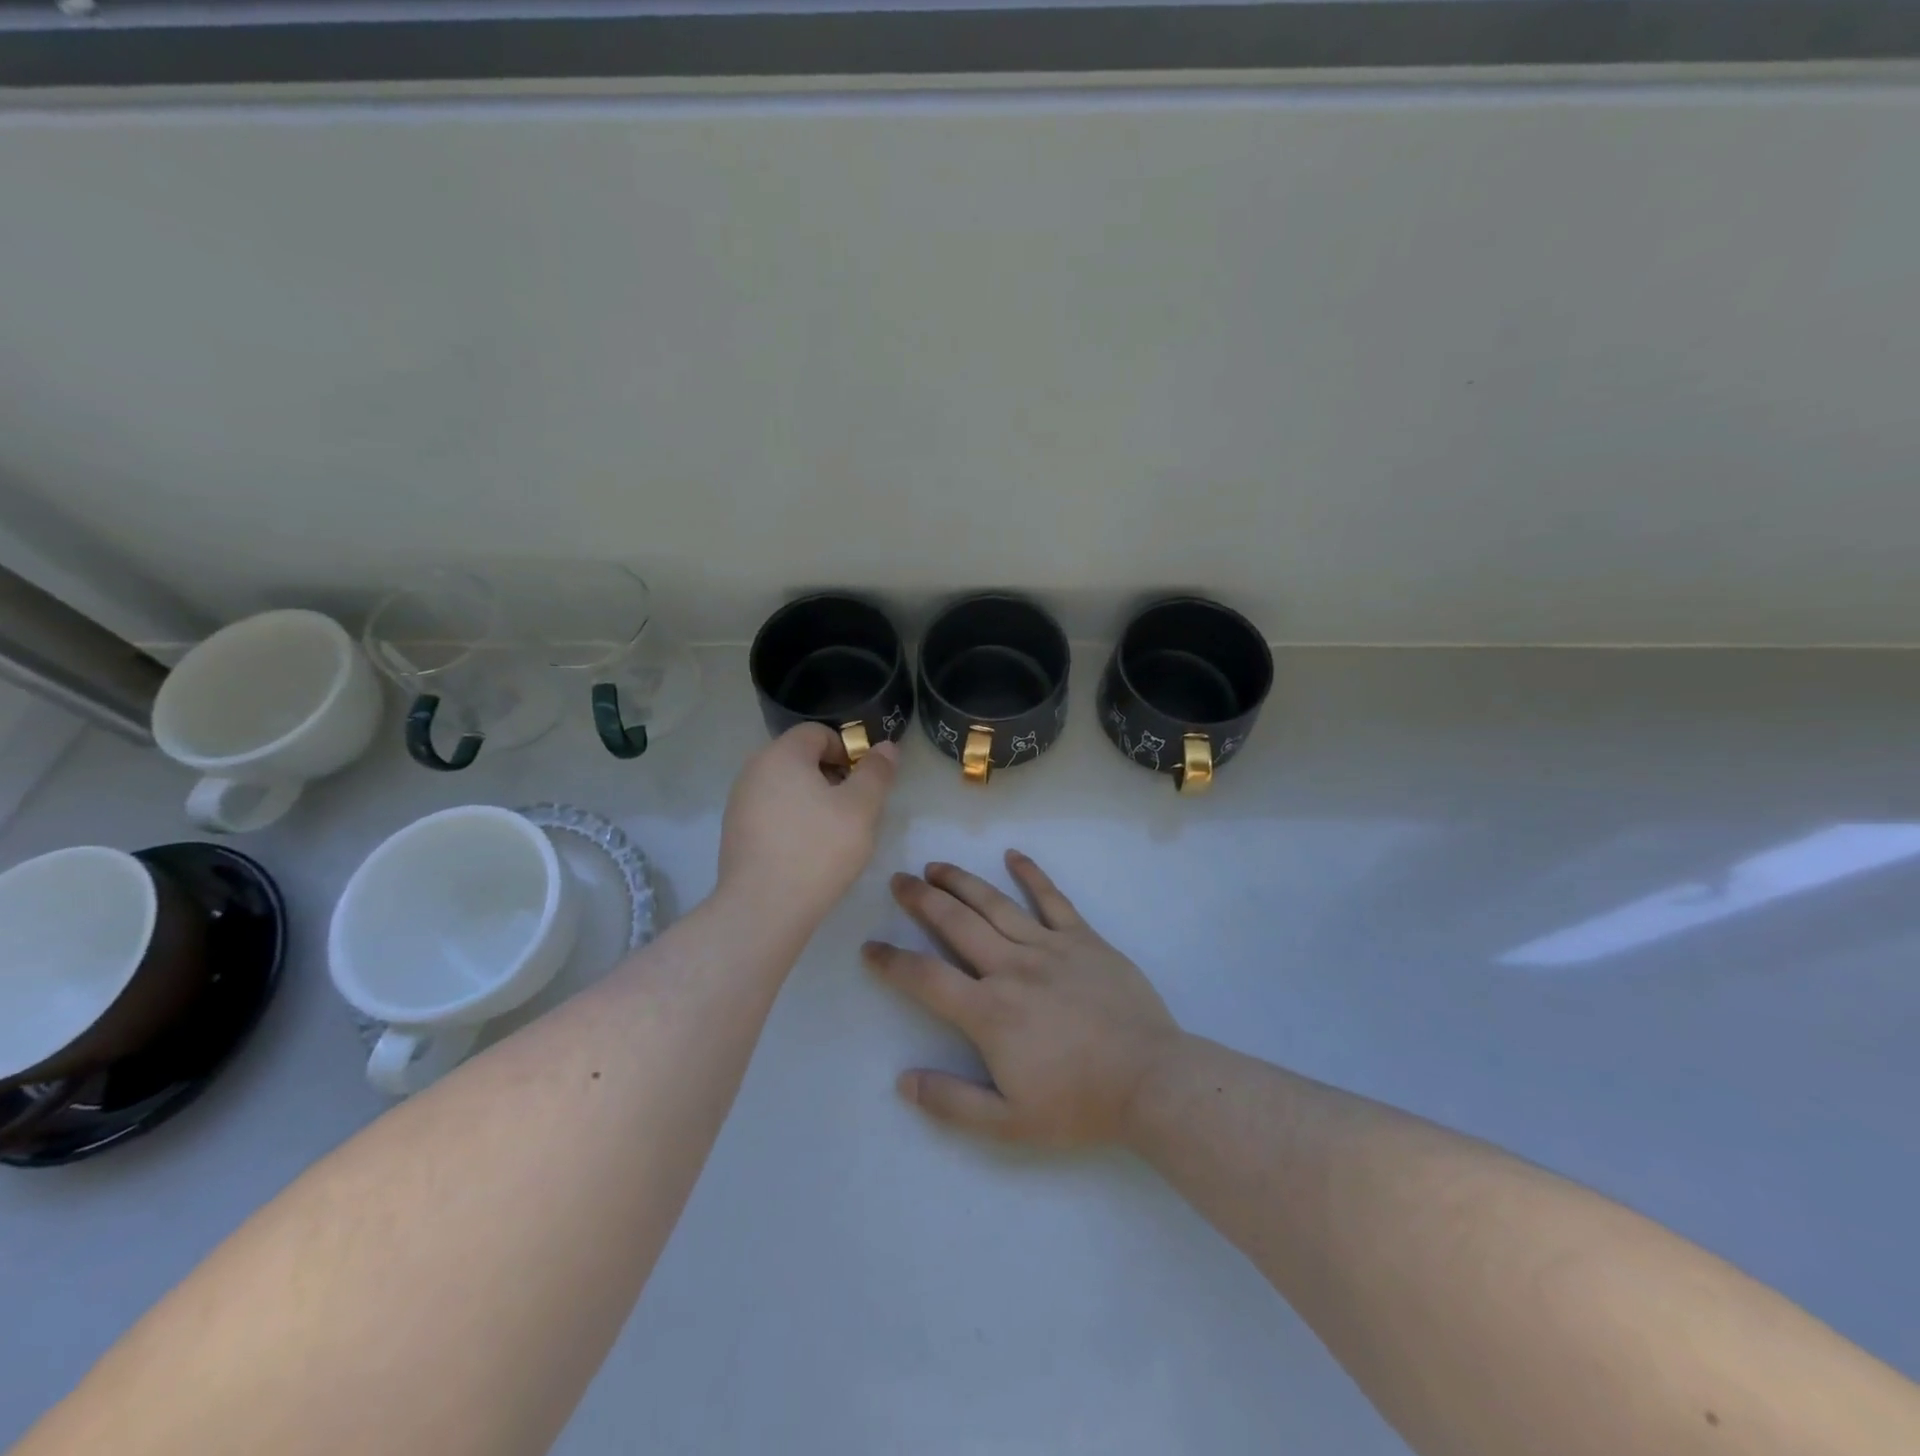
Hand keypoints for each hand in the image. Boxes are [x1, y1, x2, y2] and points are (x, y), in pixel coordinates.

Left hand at [717, 724, 898, 928]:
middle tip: (853, 809)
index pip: (817, 733)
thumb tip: (886, 747)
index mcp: (781, 754)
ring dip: (813, 800)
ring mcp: (739, 802)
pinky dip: (792, 821)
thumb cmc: (818, 849)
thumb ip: (877, 772)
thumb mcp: (862, 807)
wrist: (764, 908)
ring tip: (832, 834)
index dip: (847, 750)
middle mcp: (753, 770)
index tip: (863, 783)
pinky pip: (771, 812)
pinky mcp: (735, 833)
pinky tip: (806, 851)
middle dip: (831, 776)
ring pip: (786, 787)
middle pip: (800, 758)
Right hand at [864, 851, 1182, 1148]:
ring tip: (935, 866)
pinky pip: (1053, 899)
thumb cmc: (1079, 1104)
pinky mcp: (1084, 939)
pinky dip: (1032, 874)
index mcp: (989, 1011)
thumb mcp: (1009, 1123)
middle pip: (956, 924)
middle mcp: (1012, 968)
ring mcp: (1050, 947)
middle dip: (921, 900)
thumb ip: (952, 1102)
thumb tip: (903, 1081)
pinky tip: (1013, 855)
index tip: (870, 947)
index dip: (892, 961)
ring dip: (961, 881)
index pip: (926, 977)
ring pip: (995, 903)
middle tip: (898, 880)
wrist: (1151, 1081)